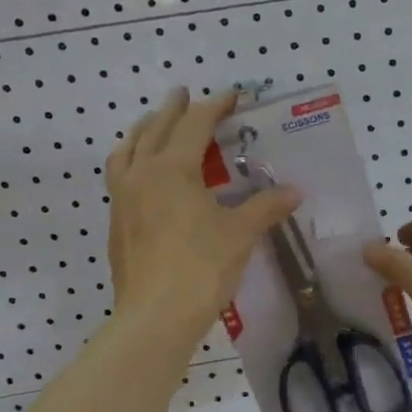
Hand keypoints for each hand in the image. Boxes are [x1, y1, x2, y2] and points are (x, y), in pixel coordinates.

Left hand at [107, 89, 300, 343]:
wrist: (155, 316)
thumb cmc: (201, 268)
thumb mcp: (240, 234)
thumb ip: (266, 207)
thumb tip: (294, 191)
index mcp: (172, 169)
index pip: (195, 125)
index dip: (215, 107)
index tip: (232, 96)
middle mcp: (141, 175)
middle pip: (155, 130)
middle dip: (173, 109)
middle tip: (184, 94)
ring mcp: (122, 199)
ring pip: (127, 151)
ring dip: (143, 132)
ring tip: (155, 127)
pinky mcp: (116, 224)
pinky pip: (120, 176)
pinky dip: (132, 161)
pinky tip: (145, 176)